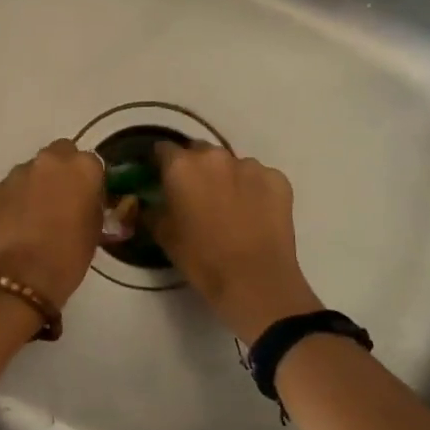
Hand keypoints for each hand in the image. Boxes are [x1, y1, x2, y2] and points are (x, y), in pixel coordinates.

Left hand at [0, 140, 106, 309]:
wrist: (18, 279)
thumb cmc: (67, 257)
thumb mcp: (94, 230)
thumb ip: (92, 204)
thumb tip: (85, 200)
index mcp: (81, 168)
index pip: (92, 163)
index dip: (91, 181)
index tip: (89, 200)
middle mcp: (49, 161)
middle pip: (60, 153)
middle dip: (63, 171)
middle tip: (62, 200)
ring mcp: (17, 173)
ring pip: (33, 169)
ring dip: (37, 184)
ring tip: (35, 216)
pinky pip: (11, 187)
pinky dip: (15, 199)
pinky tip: (15, 225)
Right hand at [152, 143, 322, 340]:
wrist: (255, 281)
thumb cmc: (201, 258)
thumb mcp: (163, 235)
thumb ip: (152, 209)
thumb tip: (150, 201)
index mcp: (182, 166)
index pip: (164, 149)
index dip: (161, 163)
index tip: (162, 177)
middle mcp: (215, 157)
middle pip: (199, 151)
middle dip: (195, 167)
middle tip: (196, 194)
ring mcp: (251, 165)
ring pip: (232, 164)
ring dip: (226, 178)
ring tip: (230, 207)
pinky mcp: (278, 180)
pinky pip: (260, 177)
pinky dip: (254, 189)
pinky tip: (254, 213)